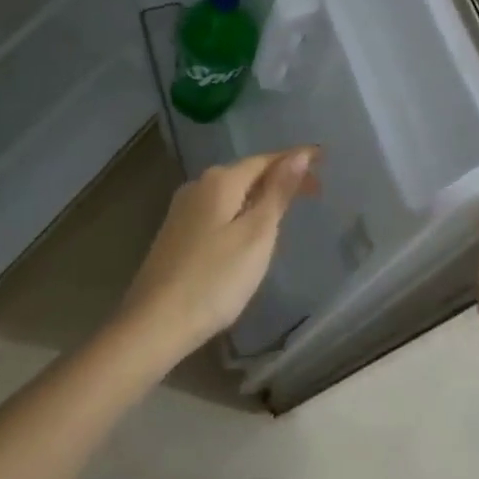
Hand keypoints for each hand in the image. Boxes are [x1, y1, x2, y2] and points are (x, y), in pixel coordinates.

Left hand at [117, 149, 319, 364]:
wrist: (153, 324)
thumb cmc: (214, 279)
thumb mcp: (256, 235)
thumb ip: (278, 192)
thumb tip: (300, 154)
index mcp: (220, 181)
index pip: (266, 160)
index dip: (295, 159)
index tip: (324, 159)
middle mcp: (199, 186)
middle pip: (248, 173)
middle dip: (281, 177)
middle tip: (314, 190)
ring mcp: (183, 210)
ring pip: (232, 192)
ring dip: (261, 195)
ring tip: (288, 209)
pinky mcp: (176, 234)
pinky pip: (219, 210)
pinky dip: (242, 211)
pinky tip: (250, 231)